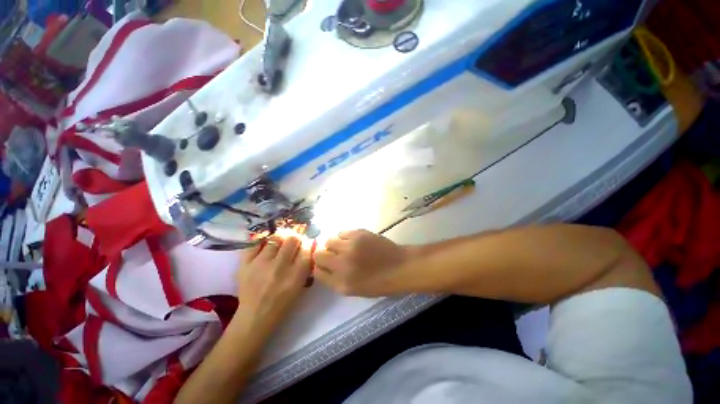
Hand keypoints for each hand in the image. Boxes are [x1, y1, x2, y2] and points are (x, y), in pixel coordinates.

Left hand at [235, 235, 312, 327]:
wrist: (255, 316)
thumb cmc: (283, 302)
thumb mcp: (301, 285)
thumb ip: (306, 265)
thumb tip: (309, 245)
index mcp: (296, 275)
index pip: (307, 249)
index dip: (308, 243)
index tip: (306, 243)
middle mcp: (279, 267)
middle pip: (292, 239)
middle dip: (296, 237)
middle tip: (294, 241)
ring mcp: (260, 264)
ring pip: (275, 238)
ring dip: (281, 238)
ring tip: (280, 242)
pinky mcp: (245, 264)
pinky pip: (255, 243)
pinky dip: (262, 242)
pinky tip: (265, 245)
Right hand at [314, 230, 410, 295]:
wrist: (400, 267)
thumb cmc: (379, 282)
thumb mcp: (354, 289)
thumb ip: (335, 280)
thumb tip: (323, 267)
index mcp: (341, 283)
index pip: (317, 273)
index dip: (320, 268)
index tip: (325, 265)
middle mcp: (342, 265)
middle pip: (318, 255)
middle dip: (323, 255)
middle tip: (334, 255)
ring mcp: (350, 247)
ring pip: (329, 241)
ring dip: (334, 245)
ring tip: (345, 247)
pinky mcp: (358, 233)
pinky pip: (342, 233)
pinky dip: (344, 237)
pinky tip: (354, 241)